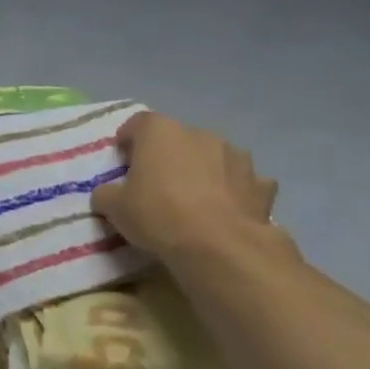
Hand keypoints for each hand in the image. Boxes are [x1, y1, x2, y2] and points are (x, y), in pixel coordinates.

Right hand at [91, 113, 282, 264]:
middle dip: (166, 156)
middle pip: (178, 139)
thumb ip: (107, 193)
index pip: (139, 123)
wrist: (219, 245)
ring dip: (202, 170)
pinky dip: (232, 191)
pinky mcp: (262, 183)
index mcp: (161, 133)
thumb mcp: (114, 207)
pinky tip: (223, 211)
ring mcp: (237, 156)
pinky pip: (241, 181)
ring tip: (191, 199)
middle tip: (153, 183)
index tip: (122, 159)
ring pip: (213, 157)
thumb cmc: (157, 215)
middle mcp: (201, 135)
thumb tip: (109, 193)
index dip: (128, 139)